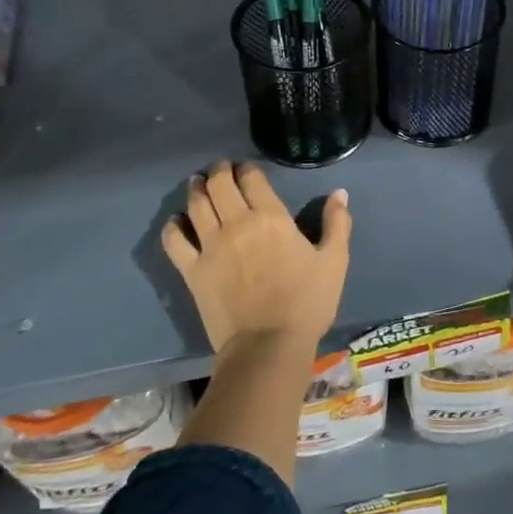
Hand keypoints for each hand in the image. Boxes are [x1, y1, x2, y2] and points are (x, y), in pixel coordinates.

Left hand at [161, 161, 350, 352]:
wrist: (268, 345)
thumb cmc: (307, 302)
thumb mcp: (335, 261)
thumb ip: (337, 223)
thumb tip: (340, 193)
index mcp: (271, 217)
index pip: (251, 178)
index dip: (247, 168)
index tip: (246, 168)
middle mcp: (236, 223)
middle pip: (219, 184)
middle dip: (219, 171)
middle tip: (221, 169)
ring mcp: (210, 246)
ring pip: (196, 205)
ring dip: (196, 189)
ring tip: (197, 183)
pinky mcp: (192, 271)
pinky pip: (174, 241)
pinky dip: (173, 226)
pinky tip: (176, 222)